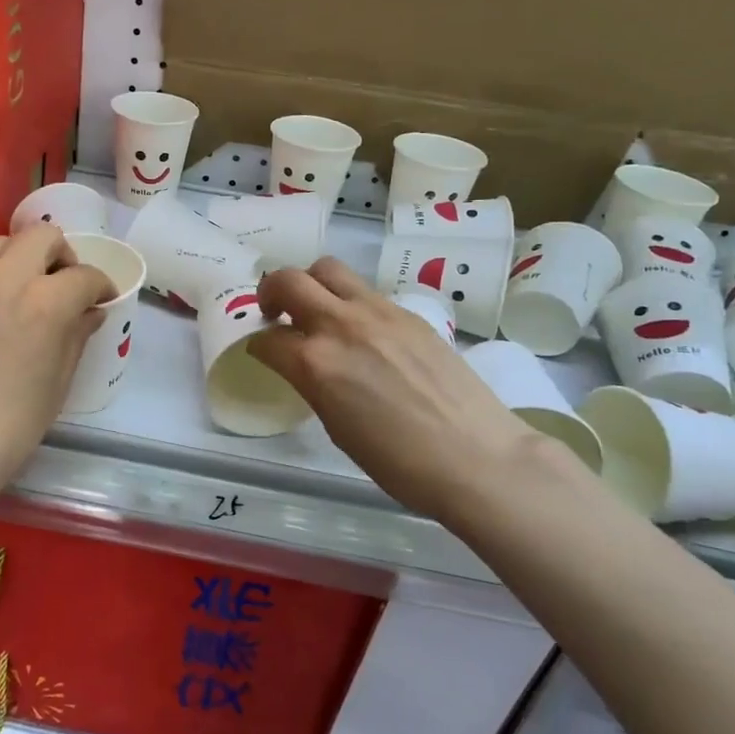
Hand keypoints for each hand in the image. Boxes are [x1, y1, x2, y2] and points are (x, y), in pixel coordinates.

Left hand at [0, 224, 113, 497]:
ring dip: (22, 257)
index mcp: (45, 303)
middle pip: (44, 237)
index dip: (100, 287)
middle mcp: (4, 277)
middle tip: (62, 286)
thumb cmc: (7, 428)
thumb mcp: (57, 383)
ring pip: (1, 241)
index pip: (85, 276)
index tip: (100, 300)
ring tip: (21, 287)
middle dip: (63, 256)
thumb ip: (76, 336)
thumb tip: (90, 313)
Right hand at [247, 259, 543, 521]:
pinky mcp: (409, 312)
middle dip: (271, 292)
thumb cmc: (399, 463)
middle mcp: (341, 325)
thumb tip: (304, 366)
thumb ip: (313, 384)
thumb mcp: (337, 427)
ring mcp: (378, 312)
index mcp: (316, 363)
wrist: (476, 457)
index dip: (258, 346)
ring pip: (328, 270)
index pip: (268, 339)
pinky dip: (349, 302)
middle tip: (274, 312)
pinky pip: (365, 292)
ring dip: (311, 285)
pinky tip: (363, 332)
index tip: (261, 353)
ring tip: (317, 310)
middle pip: (289, 281)